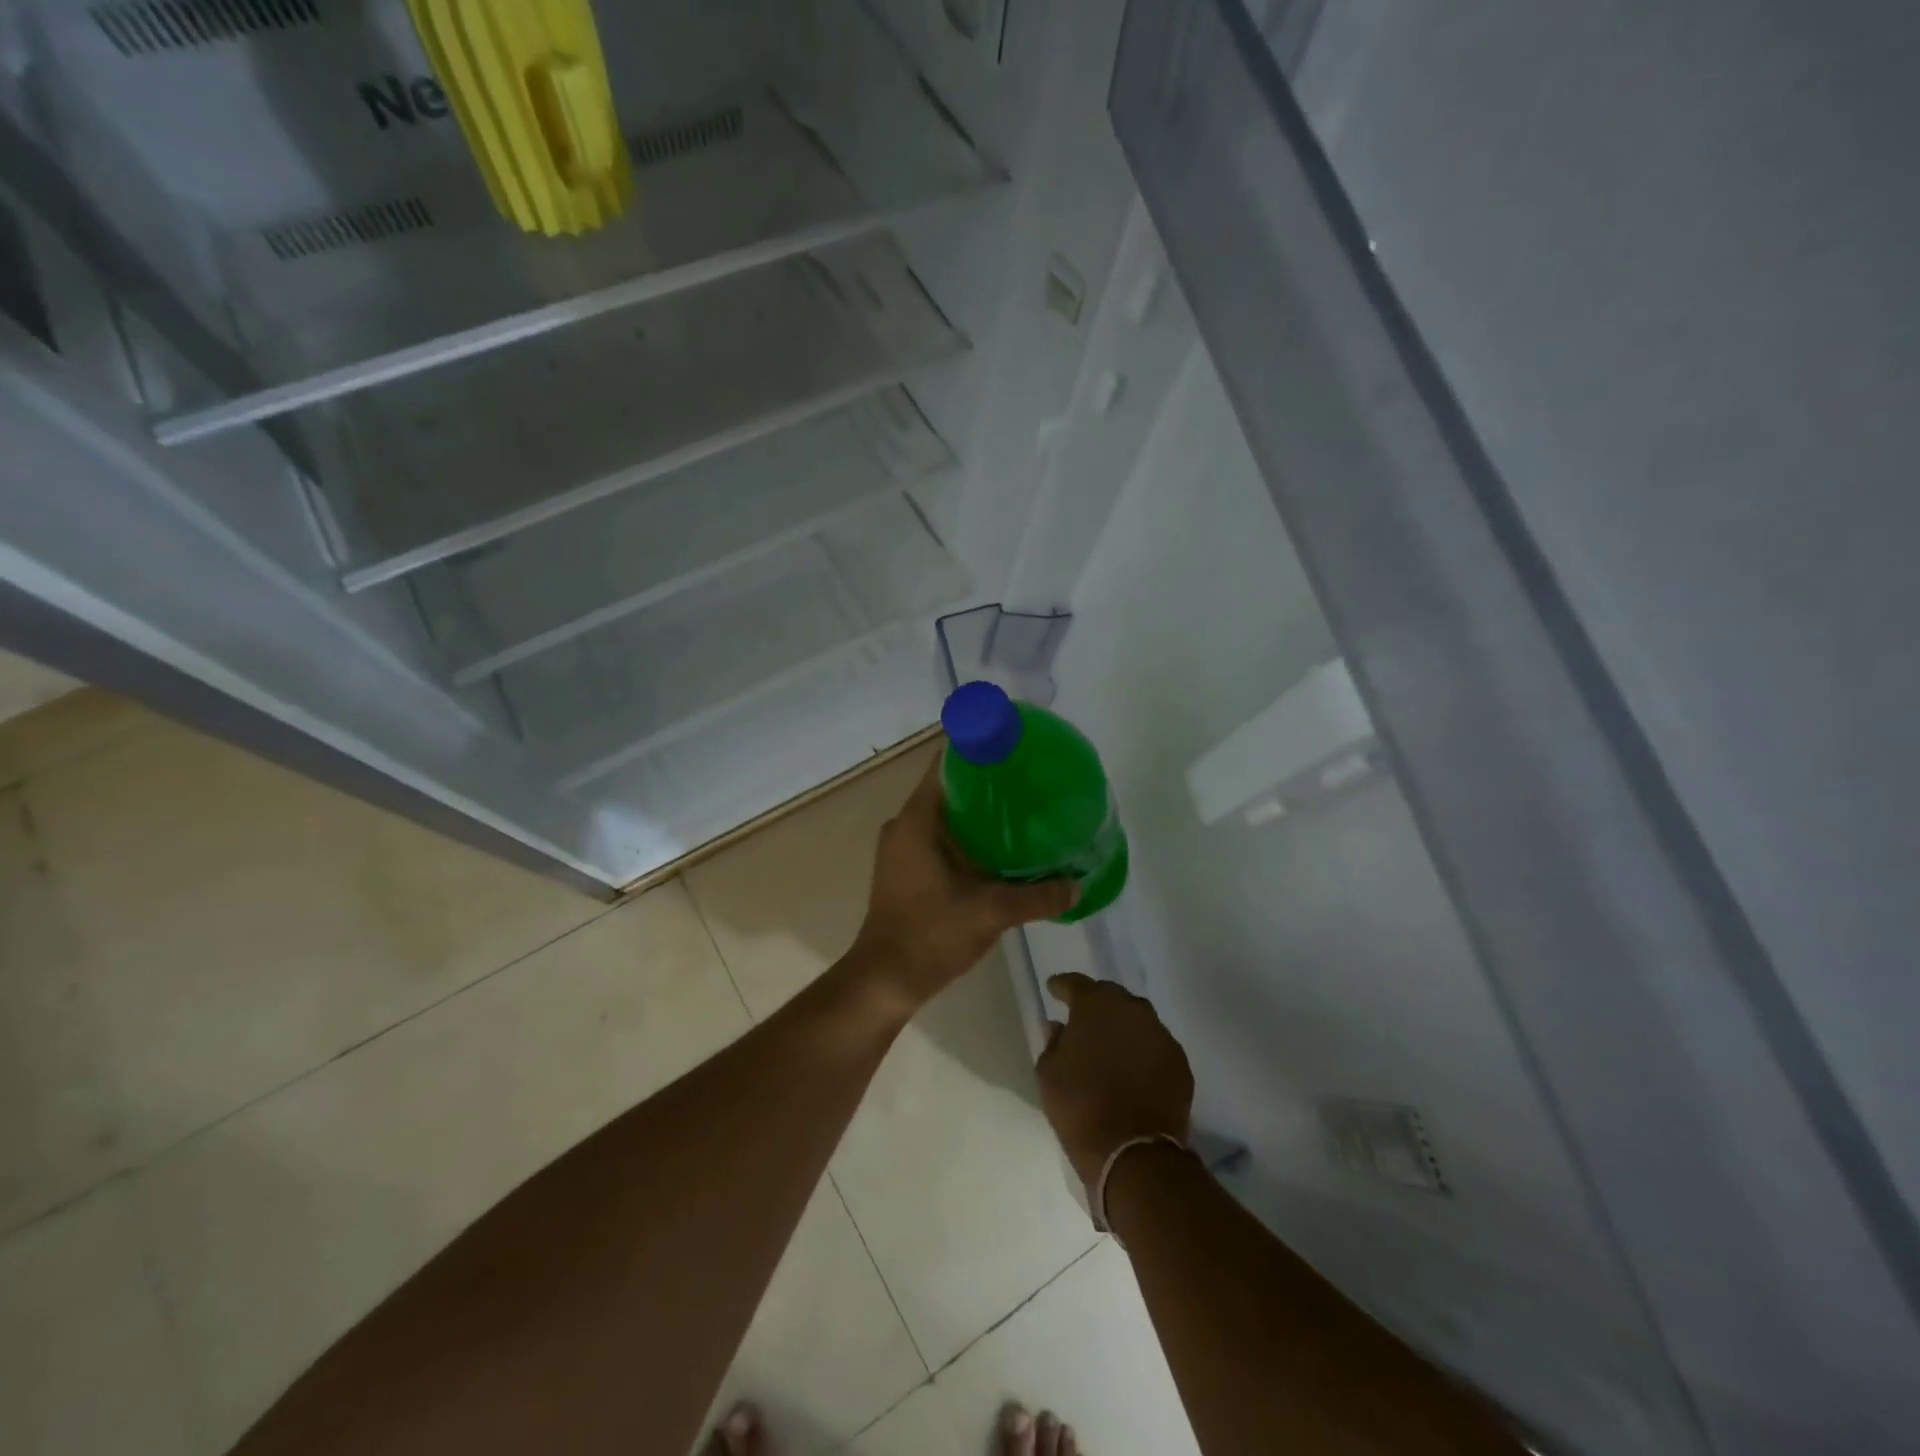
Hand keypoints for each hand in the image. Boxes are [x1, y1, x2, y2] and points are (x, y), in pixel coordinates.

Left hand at [849, 756, 1074, 1015]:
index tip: (1013, 746)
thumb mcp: (990, 912)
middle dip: (987, 782)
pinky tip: (1002, 847)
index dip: (978, 750)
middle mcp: (905, 825)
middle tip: (1030, 779)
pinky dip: (969, 834)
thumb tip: (1078, 884)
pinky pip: (941, 836)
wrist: (885, 980)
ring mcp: (903, 847)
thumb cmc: (931, 935)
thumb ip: (1037, 896)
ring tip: (1024, 809)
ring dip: (979, 811)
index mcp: (917, 820)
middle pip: (949, 786)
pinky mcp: (907, 868)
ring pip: (946, 814)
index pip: (946, 764)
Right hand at [1037, 973, 1194, 1189]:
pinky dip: (1142, 1050)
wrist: (1134, 1152)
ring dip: (1122, 1025)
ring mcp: (1160, 1034)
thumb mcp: (1049, 1073)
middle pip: (1111, 995)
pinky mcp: (1180, 1061)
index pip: (1076, 984)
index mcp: (1095, 1005)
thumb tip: (1059, 1027)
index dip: (1062, 986)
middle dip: (1096, 1003)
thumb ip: (1053, 1042)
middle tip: (1084, 1018)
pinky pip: (1155, 1045)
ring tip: (1111, 1042)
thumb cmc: (1080, 1106)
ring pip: (1137, 1018)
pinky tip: (1134, 1067)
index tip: (1053, 988)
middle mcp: (1131, 1009)